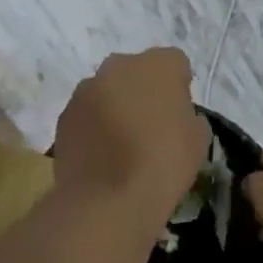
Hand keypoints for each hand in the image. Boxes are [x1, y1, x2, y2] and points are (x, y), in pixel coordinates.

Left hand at [53, 49, 210, 230]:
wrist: (109, 198)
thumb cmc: (164, 164)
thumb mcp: (199, 139)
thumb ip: (187, 115)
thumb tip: (174, 116)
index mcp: (157, 65)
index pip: (175, 63)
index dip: (179, 87)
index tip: (179, 113)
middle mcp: (117, 66)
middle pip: (136, 72)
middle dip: (143, 91)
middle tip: (150, 126)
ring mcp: (84, 90)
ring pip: (107, 91)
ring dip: (115, 107)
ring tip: (122, 145)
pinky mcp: (63, 115)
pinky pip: (86, 114)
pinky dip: (94, 127)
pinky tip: (102, 155)